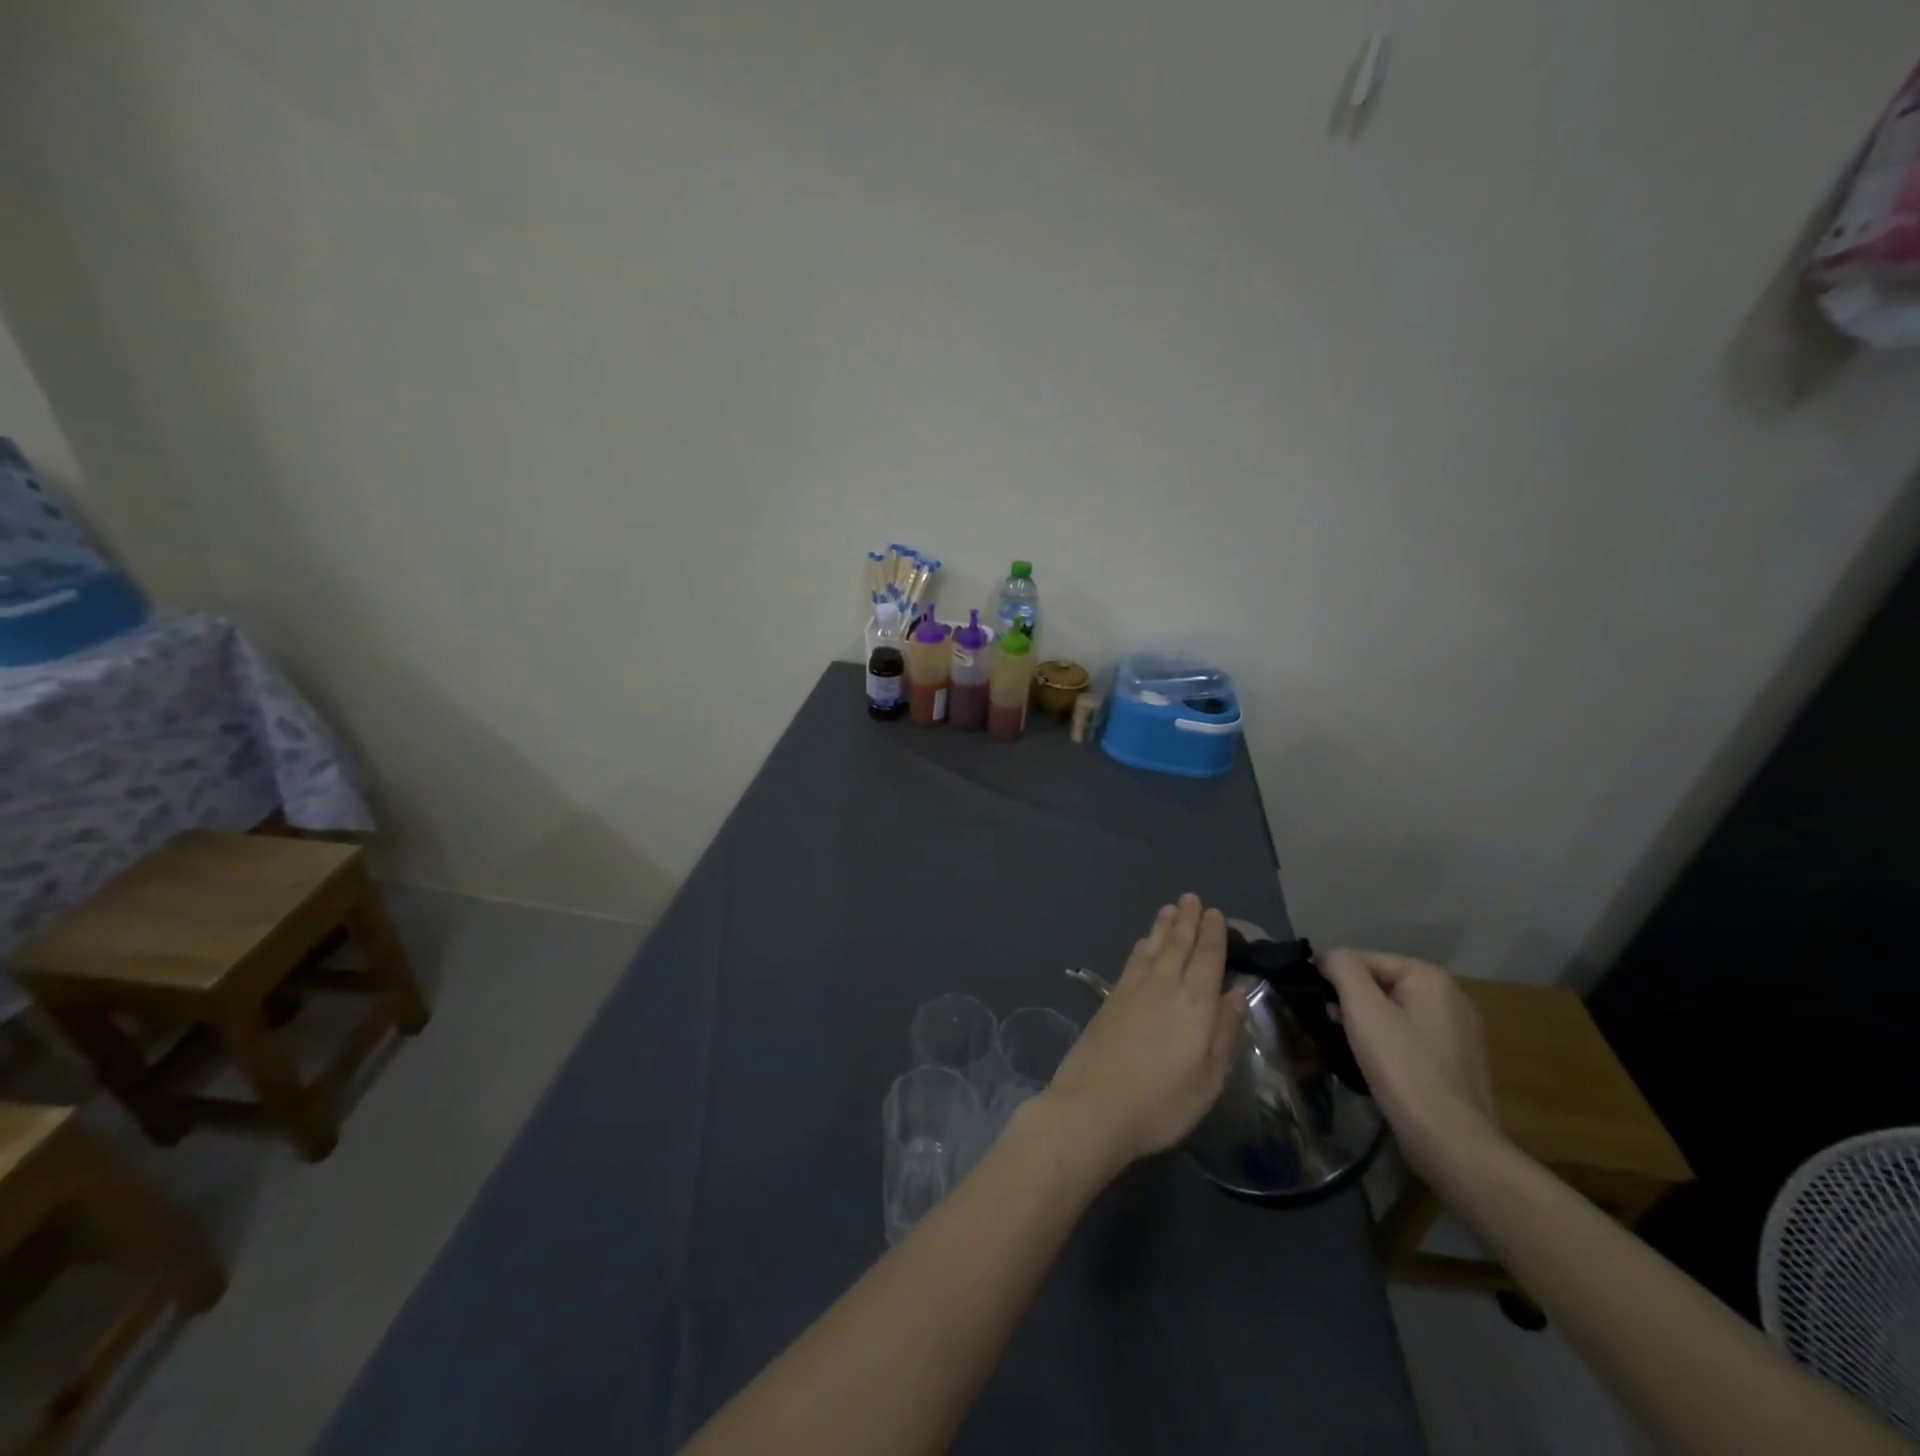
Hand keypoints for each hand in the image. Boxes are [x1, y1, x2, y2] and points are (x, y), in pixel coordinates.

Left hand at [1044, 895, 1245, 1172]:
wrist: (1093, 1106)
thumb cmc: (1161, 1101)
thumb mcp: (1208, 1078)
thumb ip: (1224, 1032)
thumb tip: (1236, 993)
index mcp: (1194, 1003)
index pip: (1207, 958)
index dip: (1213, 934)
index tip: (1216, 914)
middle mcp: (1164, 985)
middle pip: (1178, 944)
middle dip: (1187, 920)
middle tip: (1192, 899)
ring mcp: (1133, 989)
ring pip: (1152, 947)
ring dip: (1163, 926)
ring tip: (1170, 908)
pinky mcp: (1111, 998)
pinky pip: (1133, 960)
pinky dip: (1142, 946)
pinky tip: (1143, 943)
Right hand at [1318, 948, 1499, 1176]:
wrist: (1451, 1142)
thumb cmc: (1403, 1067)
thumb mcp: (1363, 1008)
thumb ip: (1342, 968)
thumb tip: (1328, 957)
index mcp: (1431, 978)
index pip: (1365, 959)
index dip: (1333, 976)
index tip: (1313, 1001)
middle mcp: (1451, 998)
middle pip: (1380, 984)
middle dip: (1349, 1000)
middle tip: (1328, 1024)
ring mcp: (1457, 1033)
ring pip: (1393, 1012)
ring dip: (1364, 1023)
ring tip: (1346, 1045)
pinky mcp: (1455, 1063)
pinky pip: (1409, 1038)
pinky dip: (1386, 1044)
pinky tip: (1373, 1064)